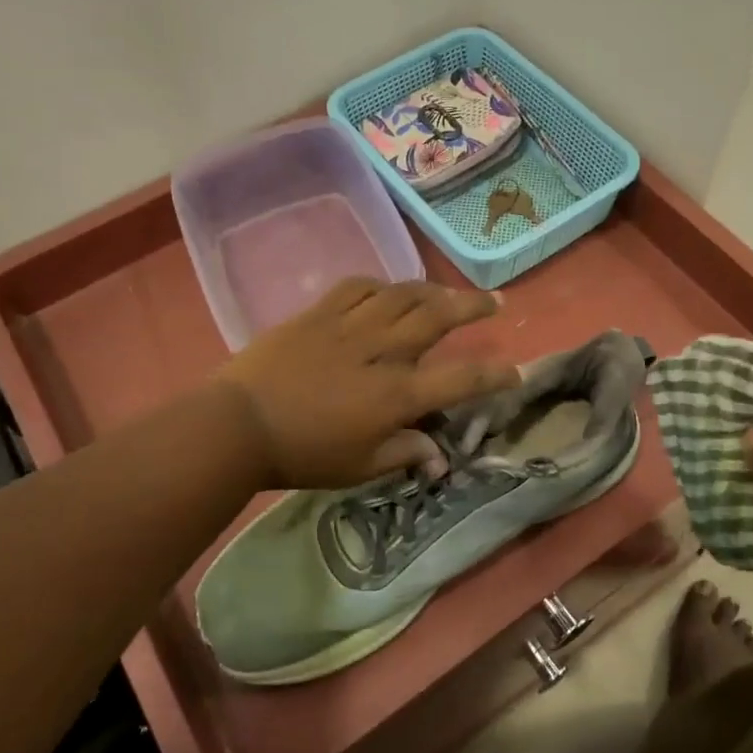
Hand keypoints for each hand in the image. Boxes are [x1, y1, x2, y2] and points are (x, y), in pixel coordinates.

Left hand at [215, 278, 520, 489]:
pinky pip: (358, 286)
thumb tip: (439, 457)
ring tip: (447, 292)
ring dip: (432, 289)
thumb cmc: (303, 454)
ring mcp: (350, 326)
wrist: (238, 424)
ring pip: (403, 294)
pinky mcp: (320, 313)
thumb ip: (404, 453)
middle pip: (438, 317)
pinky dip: (381, 285)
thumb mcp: (359, 467)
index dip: (494, 376)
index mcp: (396, 395)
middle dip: (473, 306)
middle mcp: (382, 352)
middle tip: (495, 301)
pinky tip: (387, 290)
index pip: (460, 380)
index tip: (514, 372)